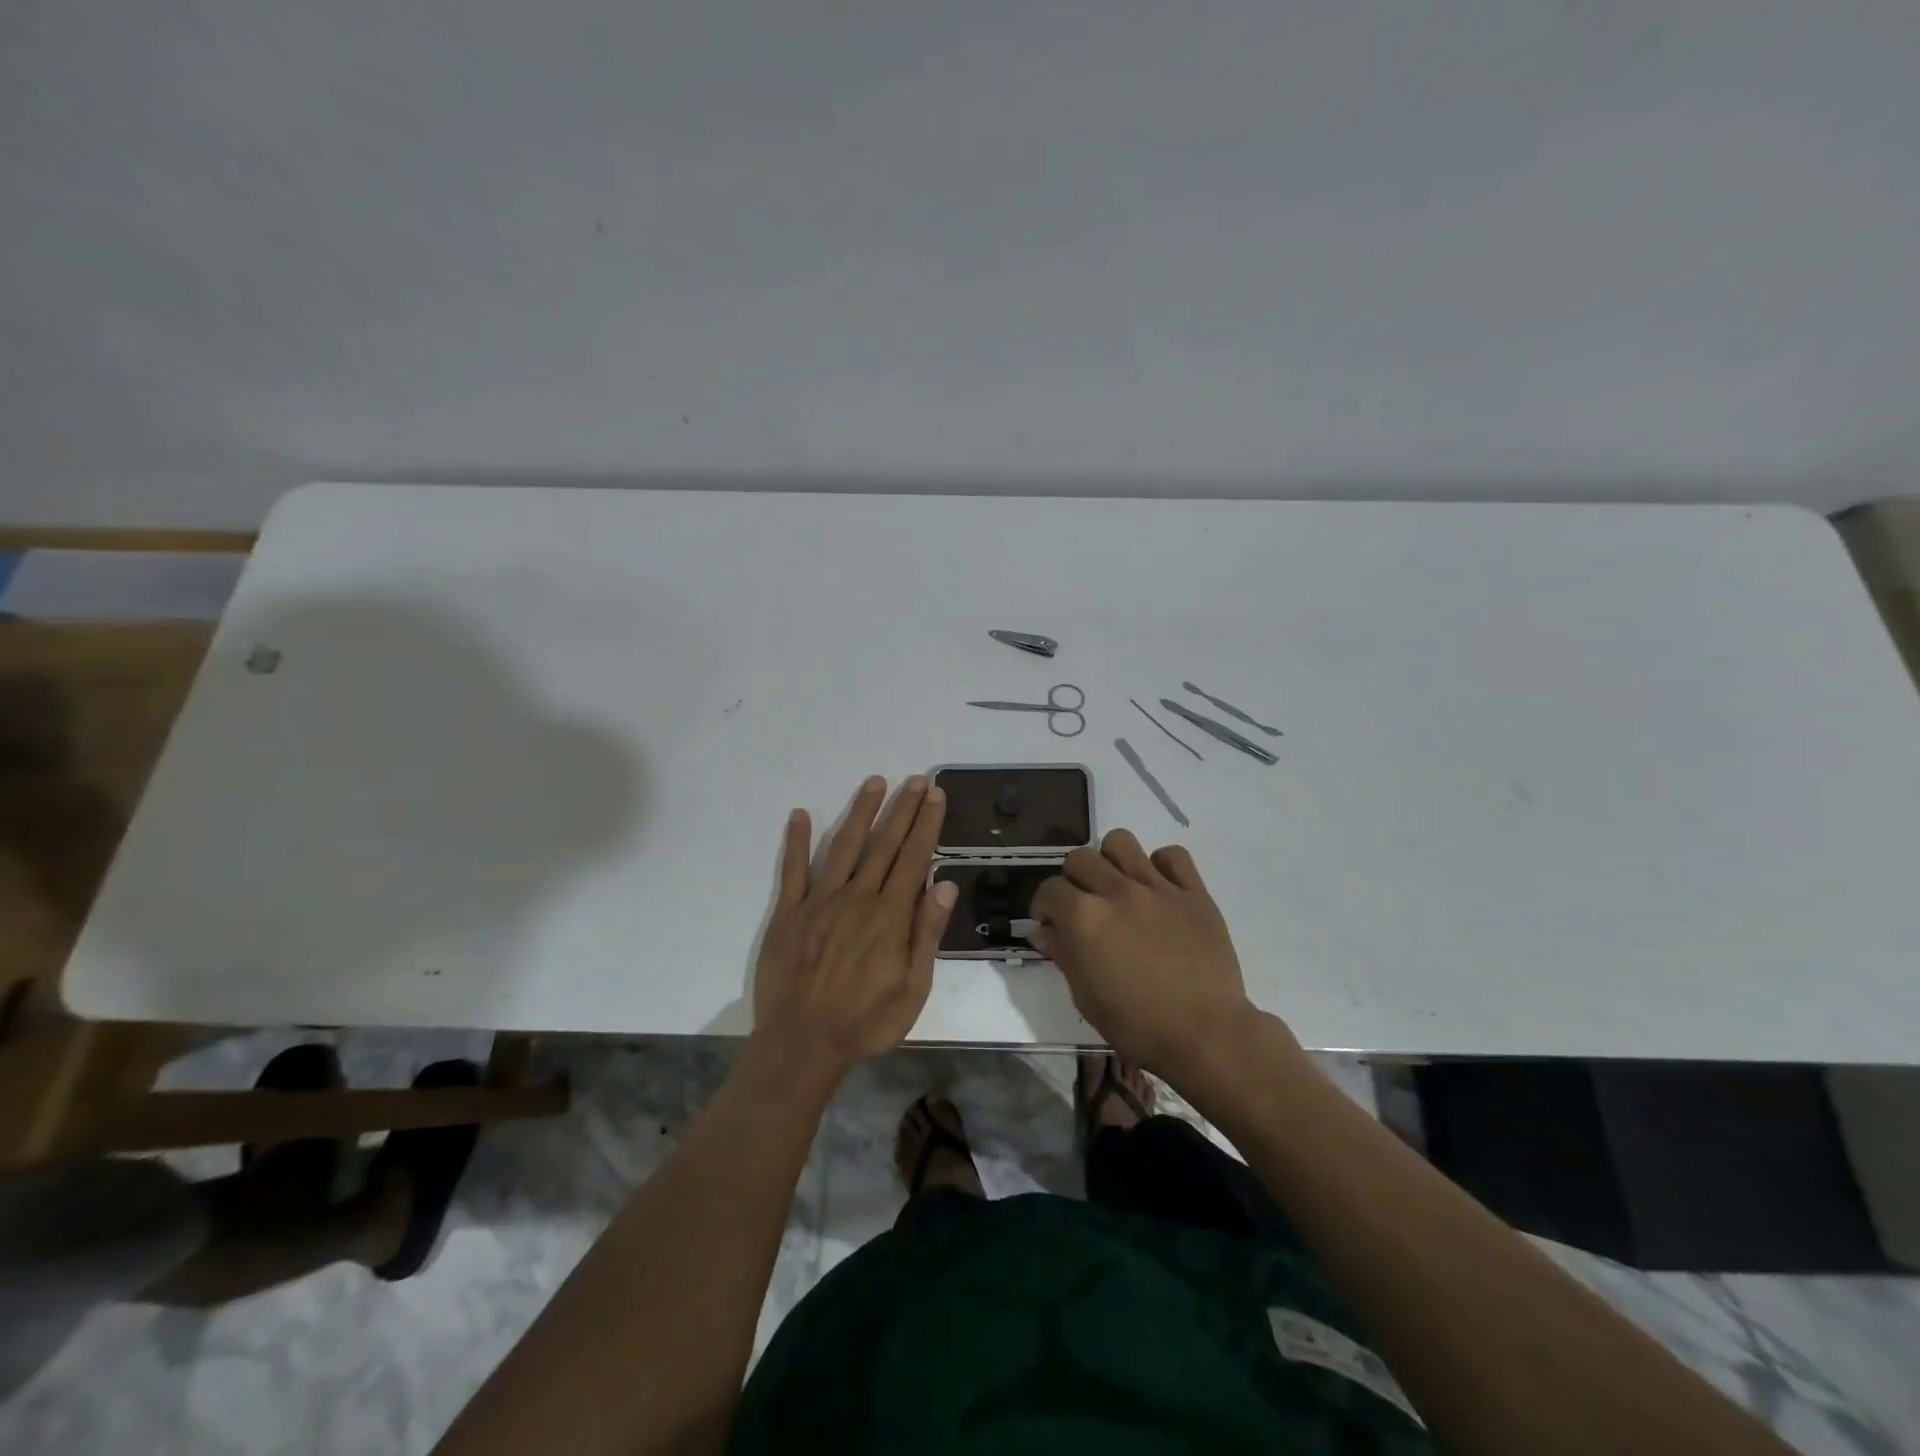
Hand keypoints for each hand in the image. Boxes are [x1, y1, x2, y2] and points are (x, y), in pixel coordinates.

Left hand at [752, 775, 956, 1072]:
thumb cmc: (866, 1021)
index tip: (935, 795)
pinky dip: (797, 841)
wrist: (802, 1044)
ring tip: (874, 782)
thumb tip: (946, 883)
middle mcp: (857, 897)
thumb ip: (927, 932)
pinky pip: (793, 870)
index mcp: (890, 915)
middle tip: (915, 779)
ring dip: (860, 813)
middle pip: (884, 845)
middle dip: (902, 809)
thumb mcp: (913, 988)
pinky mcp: (788, 913)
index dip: (926, 824)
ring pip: (844, 847)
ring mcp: (819, 901)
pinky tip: (801, 815)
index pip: (914, 858)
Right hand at [1032, 830, 1268, 1079]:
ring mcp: (1157, 888)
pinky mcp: (1194, 892)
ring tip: (1117, 885)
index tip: (1051, 923)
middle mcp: (1117, 891)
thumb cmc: (1138, 1025)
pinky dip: (1161, 865)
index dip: (1045, 906)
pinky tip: (1158, 888)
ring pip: (1121, 842)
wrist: (1206, 1034)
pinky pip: (1173, 856)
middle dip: (1073, 879)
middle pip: (1080, 858)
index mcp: (1084, 918)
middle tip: (1082, 905)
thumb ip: (1062, 954)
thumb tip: (1044, 930)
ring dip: (1111, 860)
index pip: (1050, 889)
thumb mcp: (1085, 997)